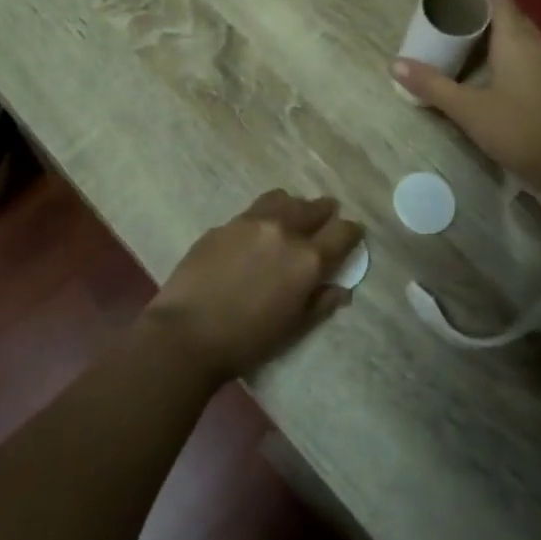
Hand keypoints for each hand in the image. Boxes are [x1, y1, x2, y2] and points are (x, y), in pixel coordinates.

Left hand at [142, 191, 361, 381]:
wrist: (187, 333)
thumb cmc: (247, 341)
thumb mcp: (293, 328)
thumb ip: (320, 303)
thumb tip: (341, 289)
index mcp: (307, 258)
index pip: (342, 232)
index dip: (352, 231)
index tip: (353, 234)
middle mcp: (283, 230)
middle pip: (313, 207)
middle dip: (325, 212)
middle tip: (326, 217)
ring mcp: (250, 222)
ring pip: (282, 199)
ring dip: (293, 206)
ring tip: (291, 217)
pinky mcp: (223, 224)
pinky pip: (252, 212)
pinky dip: (264, 217)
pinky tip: (255, 235)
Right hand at [393, 0, 540, 199]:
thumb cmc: (517, 129)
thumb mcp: (467, 108)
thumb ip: (432, 84)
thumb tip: (395, 64)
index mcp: (516, 39)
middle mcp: (534, 42)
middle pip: (508, 10)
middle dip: (480, 5)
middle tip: (450, 10)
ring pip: (517, 30)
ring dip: (492, 26)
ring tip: (463, 32)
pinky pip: (523, 47)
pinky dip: (502, 44)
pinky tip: (485, 63)